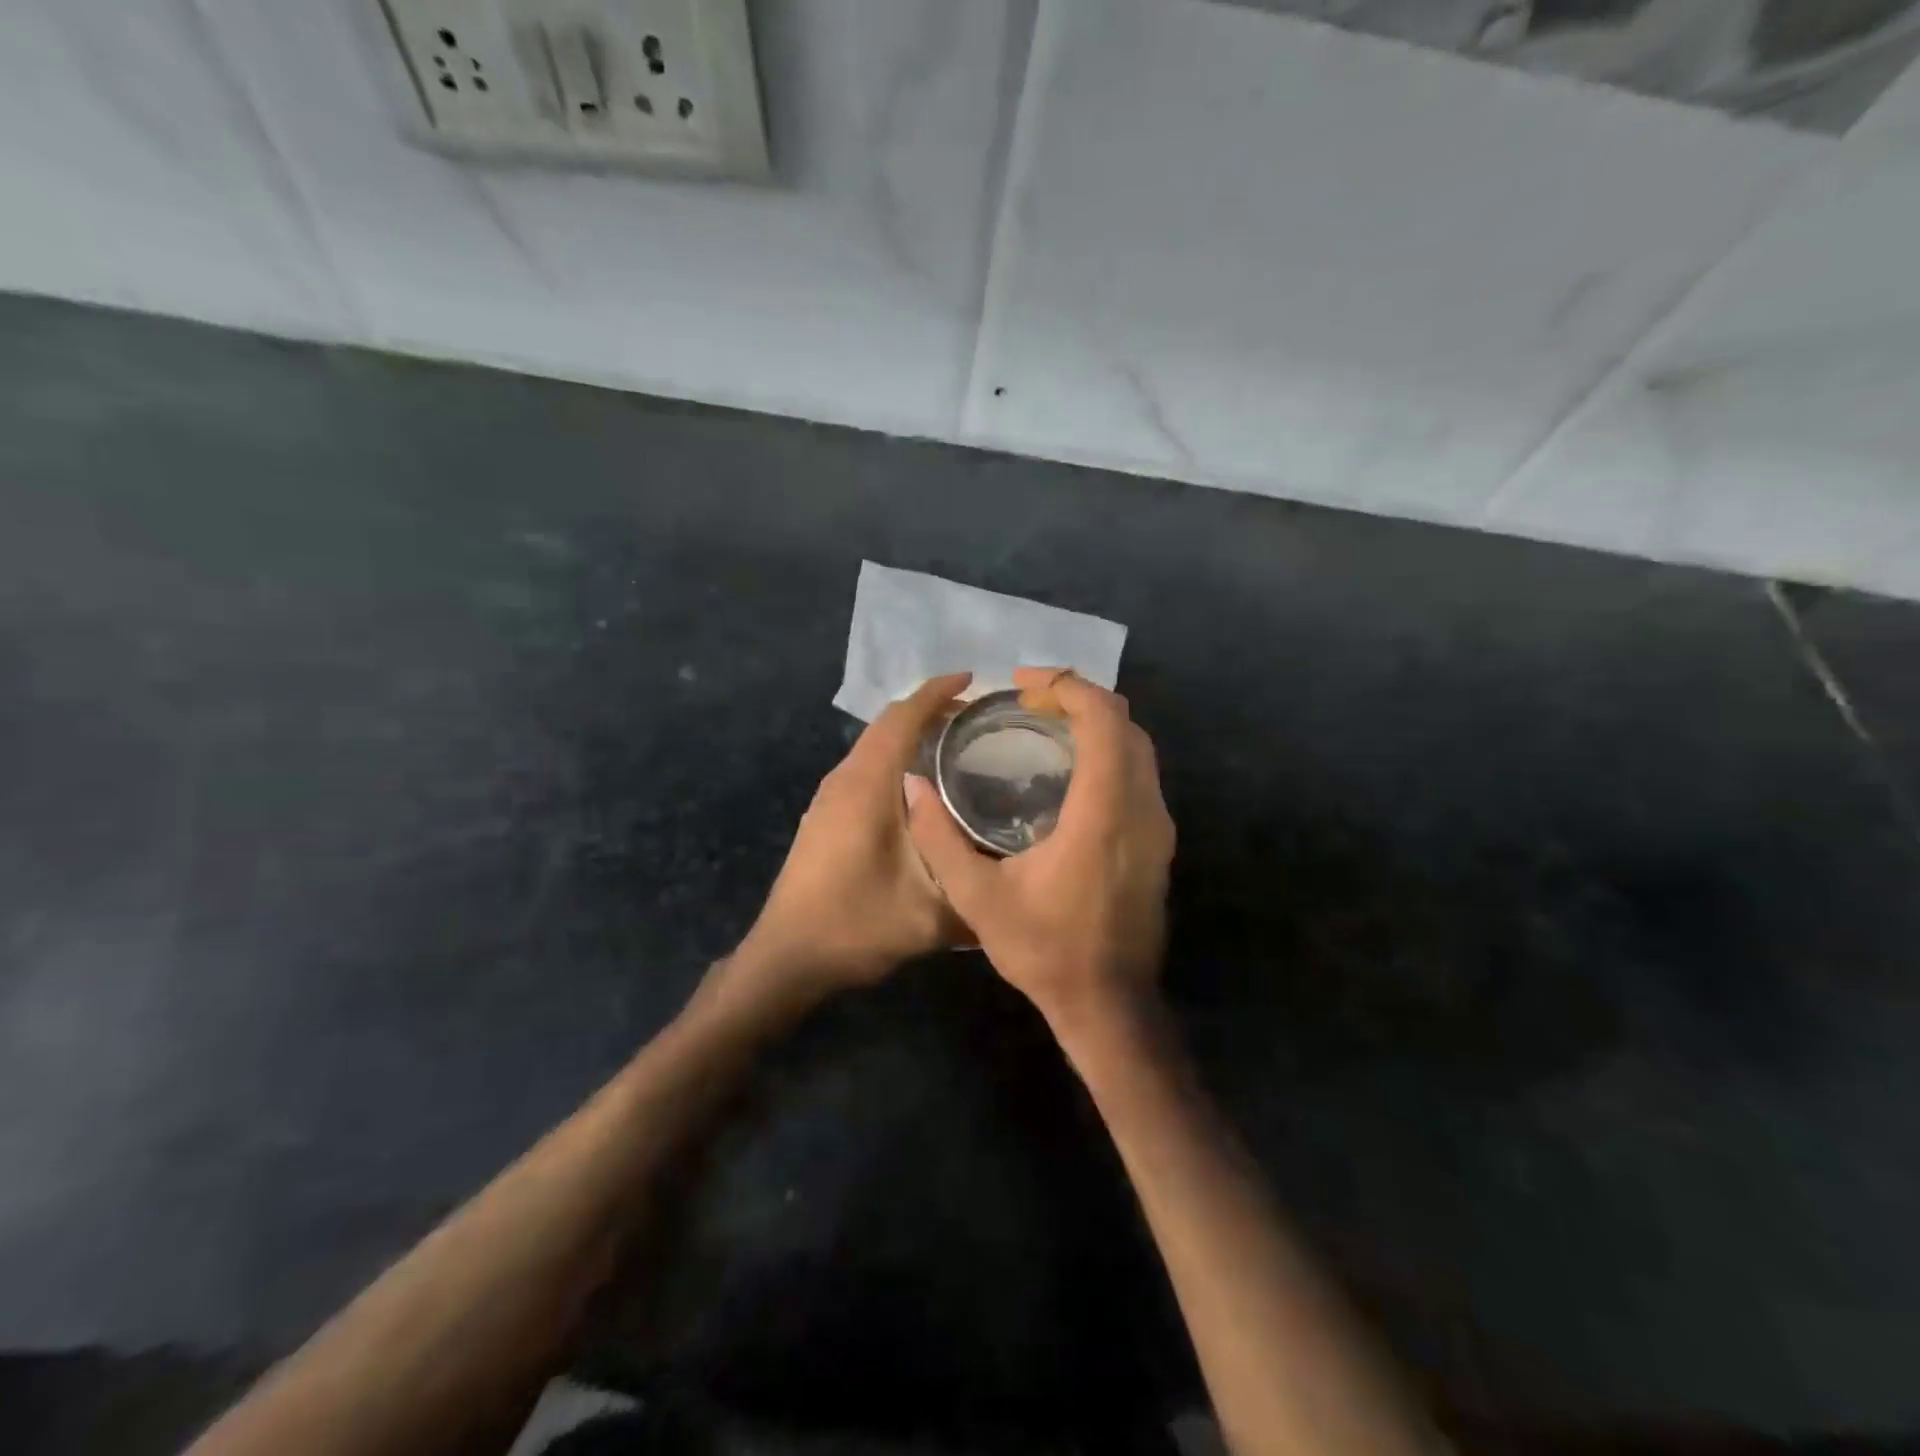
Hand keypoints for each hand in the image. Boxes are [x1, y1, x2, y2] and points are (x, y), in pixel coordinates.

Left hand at [735, 672, 974, 997]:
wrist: (787, 957)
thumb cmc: (855, 925)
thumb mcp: (931, 914)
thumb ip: (977, 889)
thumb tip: (1018, 874)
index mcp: (867, 786)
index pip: (902, 719)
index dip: (936, 693)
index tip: (973, 680)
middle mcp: (844, 780)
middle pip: (886, 725)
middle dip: (929, 710)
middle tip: (976, 716)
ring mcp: (828, 798)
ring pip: (874, 747)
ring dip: (910, 735)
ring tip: (955, 744)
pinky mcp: (825, 817)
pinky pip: (865, 769)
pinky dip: (895, 759)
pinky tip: (921, 788)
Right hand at [906, 667, 1175, 1035]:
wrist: (1108, 1004)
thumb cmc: (1044, 950)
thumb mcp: (976, 897)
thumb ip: (939, 837)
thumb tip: (911, 783)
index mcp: (1102, 812)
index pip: (1102, 719)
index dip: (1066, 686)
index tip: (1022, 687)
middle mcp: (1142, 807)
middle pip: (1125, 722)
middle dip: (1078, 698)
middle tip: (1028, 704)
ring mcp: (1158, 825)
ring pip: (1138, 746)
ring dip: (1095, 724)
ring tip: (1044, 728)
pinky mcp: (1159, 842)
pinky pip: (1140, 773)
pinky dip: (1108, 752)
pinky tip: (1069, 771)